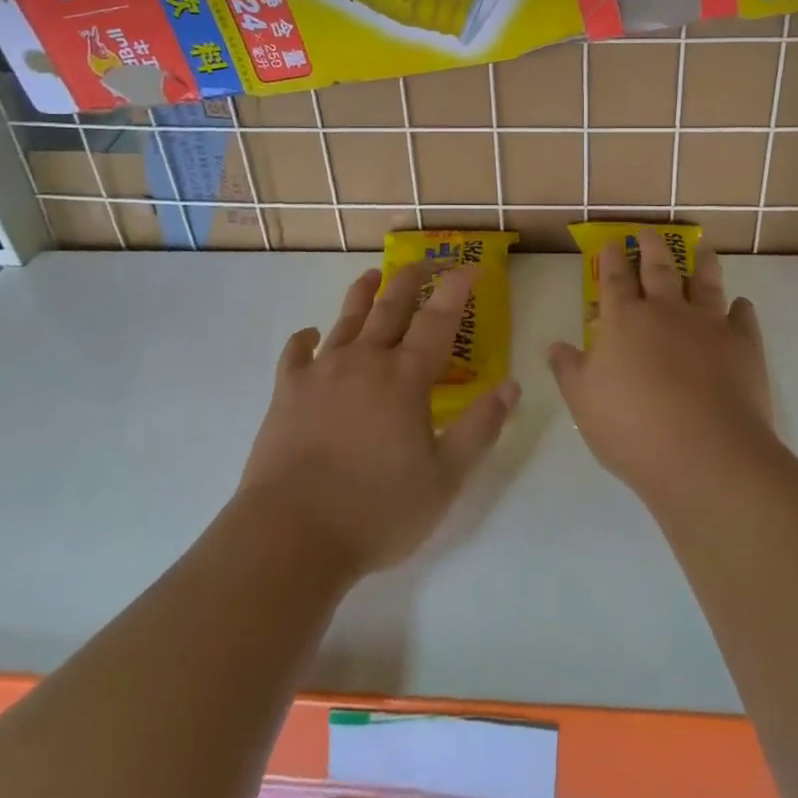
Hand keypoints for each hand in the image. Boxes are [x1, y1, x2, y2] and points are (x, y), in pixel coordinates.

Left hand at [236, 263, 519, 580]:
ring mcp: (322, 372)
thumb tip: (511, 385)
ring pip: (346, 320)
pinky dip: (305, 339)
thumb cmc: (377, 510)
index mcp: (405, 377)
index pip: (438, 320)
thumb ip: (480, 428)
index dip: (455, 289)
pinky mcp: (287, 391)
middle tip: (421, 262)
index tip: (469, 266)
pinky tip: (310, 335)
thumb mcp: (445, 478)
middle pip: (390, 307)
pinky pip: (296, 353)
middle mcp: (365, 360)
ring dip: (362, 294)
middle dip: (409, 280)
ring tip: (371, 275)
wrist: (292, 534)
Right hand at [548, 232, 771, 508]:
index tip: (612, 243)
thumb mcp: (584, 402)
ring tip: (702, 249)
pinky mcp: (743, 346)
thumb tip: (555, 346)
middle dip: (651, 247)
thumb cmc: (633, 428)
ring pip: (705, 283)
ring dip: (702, 264)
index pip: (615, 280)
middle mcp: (666, 311)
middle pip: (659, 269)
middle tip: (649, 232)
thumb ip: (569, 370)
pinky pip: (743, 318)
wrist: (706, 454)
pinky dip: (741, 309)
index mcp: (625, 320)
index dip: (612, 259)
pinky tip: (741, 305)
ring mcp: (708, 325)